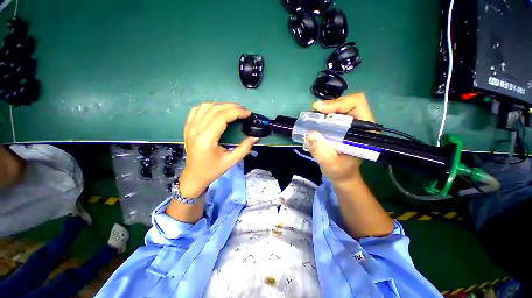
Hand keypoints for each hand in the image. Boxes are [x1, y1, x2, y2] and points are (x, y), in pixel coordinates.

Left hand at [179, 103, 258, 196]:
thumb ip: (244, 148)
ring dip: (221, 105)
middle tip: (244, 111)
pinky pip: (197, 110)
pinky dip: (209, 107)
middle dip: (232, 107)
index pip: (222, 117)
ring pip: (206, 106)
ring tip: (233, 110)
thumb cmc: (212, 170)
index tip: (248, 113)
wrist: (194, 176)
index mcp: (206, 139)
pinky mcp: (187, 127)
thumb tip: (255, 137)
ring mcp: (190, 127)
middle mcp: (196, 130)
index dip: (236, 112)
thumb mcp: (231, 161)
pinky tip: (217, 111)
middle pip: (215, 109)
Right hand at [305, 93, 374, 182]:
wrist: (342, 174)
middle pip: (348, 103)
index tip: (320, 110)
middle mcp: (361, 124)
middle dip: (329, 106)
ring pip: (340, 108)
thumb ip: (322, 152)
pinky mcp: (343, 127)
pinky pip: (333, 115)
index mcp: (365, 131)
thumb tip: (311, 134)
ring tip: (313, 118)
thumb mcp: (330, 165)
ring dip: (325, 111)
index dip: (338, 104)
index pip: (357, 105)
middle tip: (314, 112)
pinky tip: (316, 123)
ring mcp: (352, 125)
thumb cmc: (340, 171)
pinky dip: (323, 116)